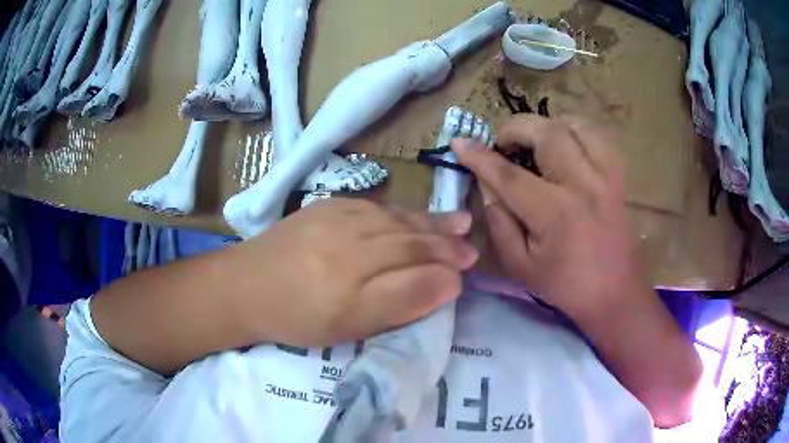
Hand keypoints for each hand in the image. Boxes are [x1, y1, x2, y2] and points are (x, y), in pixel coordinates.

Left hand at [238, 198, 477, 345]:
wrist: (245, 285)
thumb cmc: (296, 318)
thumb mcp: (347, 328)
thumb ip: (398, 305)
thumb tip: (447, 283)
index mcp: (353, 282)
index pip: (415, 271)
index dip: (445, 272)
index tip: (465, 275)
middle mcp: (349, 242)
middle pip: (409, 240)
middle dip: (445, 245)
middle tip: (471, 248)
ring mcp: (336, 217)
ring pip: (396, 219)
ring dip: (431, 223)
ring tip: (459, 223)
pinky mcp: (325, 205)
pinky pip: (375, 206)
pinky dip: (402, 212)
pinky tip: (414, 217)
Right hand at [453, 115, 642, 320]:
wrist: (614, 292)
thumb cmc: (565, 285)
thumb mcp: (520, 266)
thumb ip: (500, 223)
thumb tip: (488, 186)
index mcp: (555, 214)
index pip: (510, 175)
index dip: (480, 156)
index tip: (459, 143)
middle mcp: (583, 185)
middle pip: (547, 133)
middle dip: (516, 129)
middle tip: (503, 144)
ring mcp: (606, 176)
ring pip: (575, 125)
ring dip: (548, 126)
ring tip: (535, 142)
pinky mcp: (617, 176)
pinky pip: (598, 136)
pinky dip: (576, 131)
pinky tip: (565, 144)